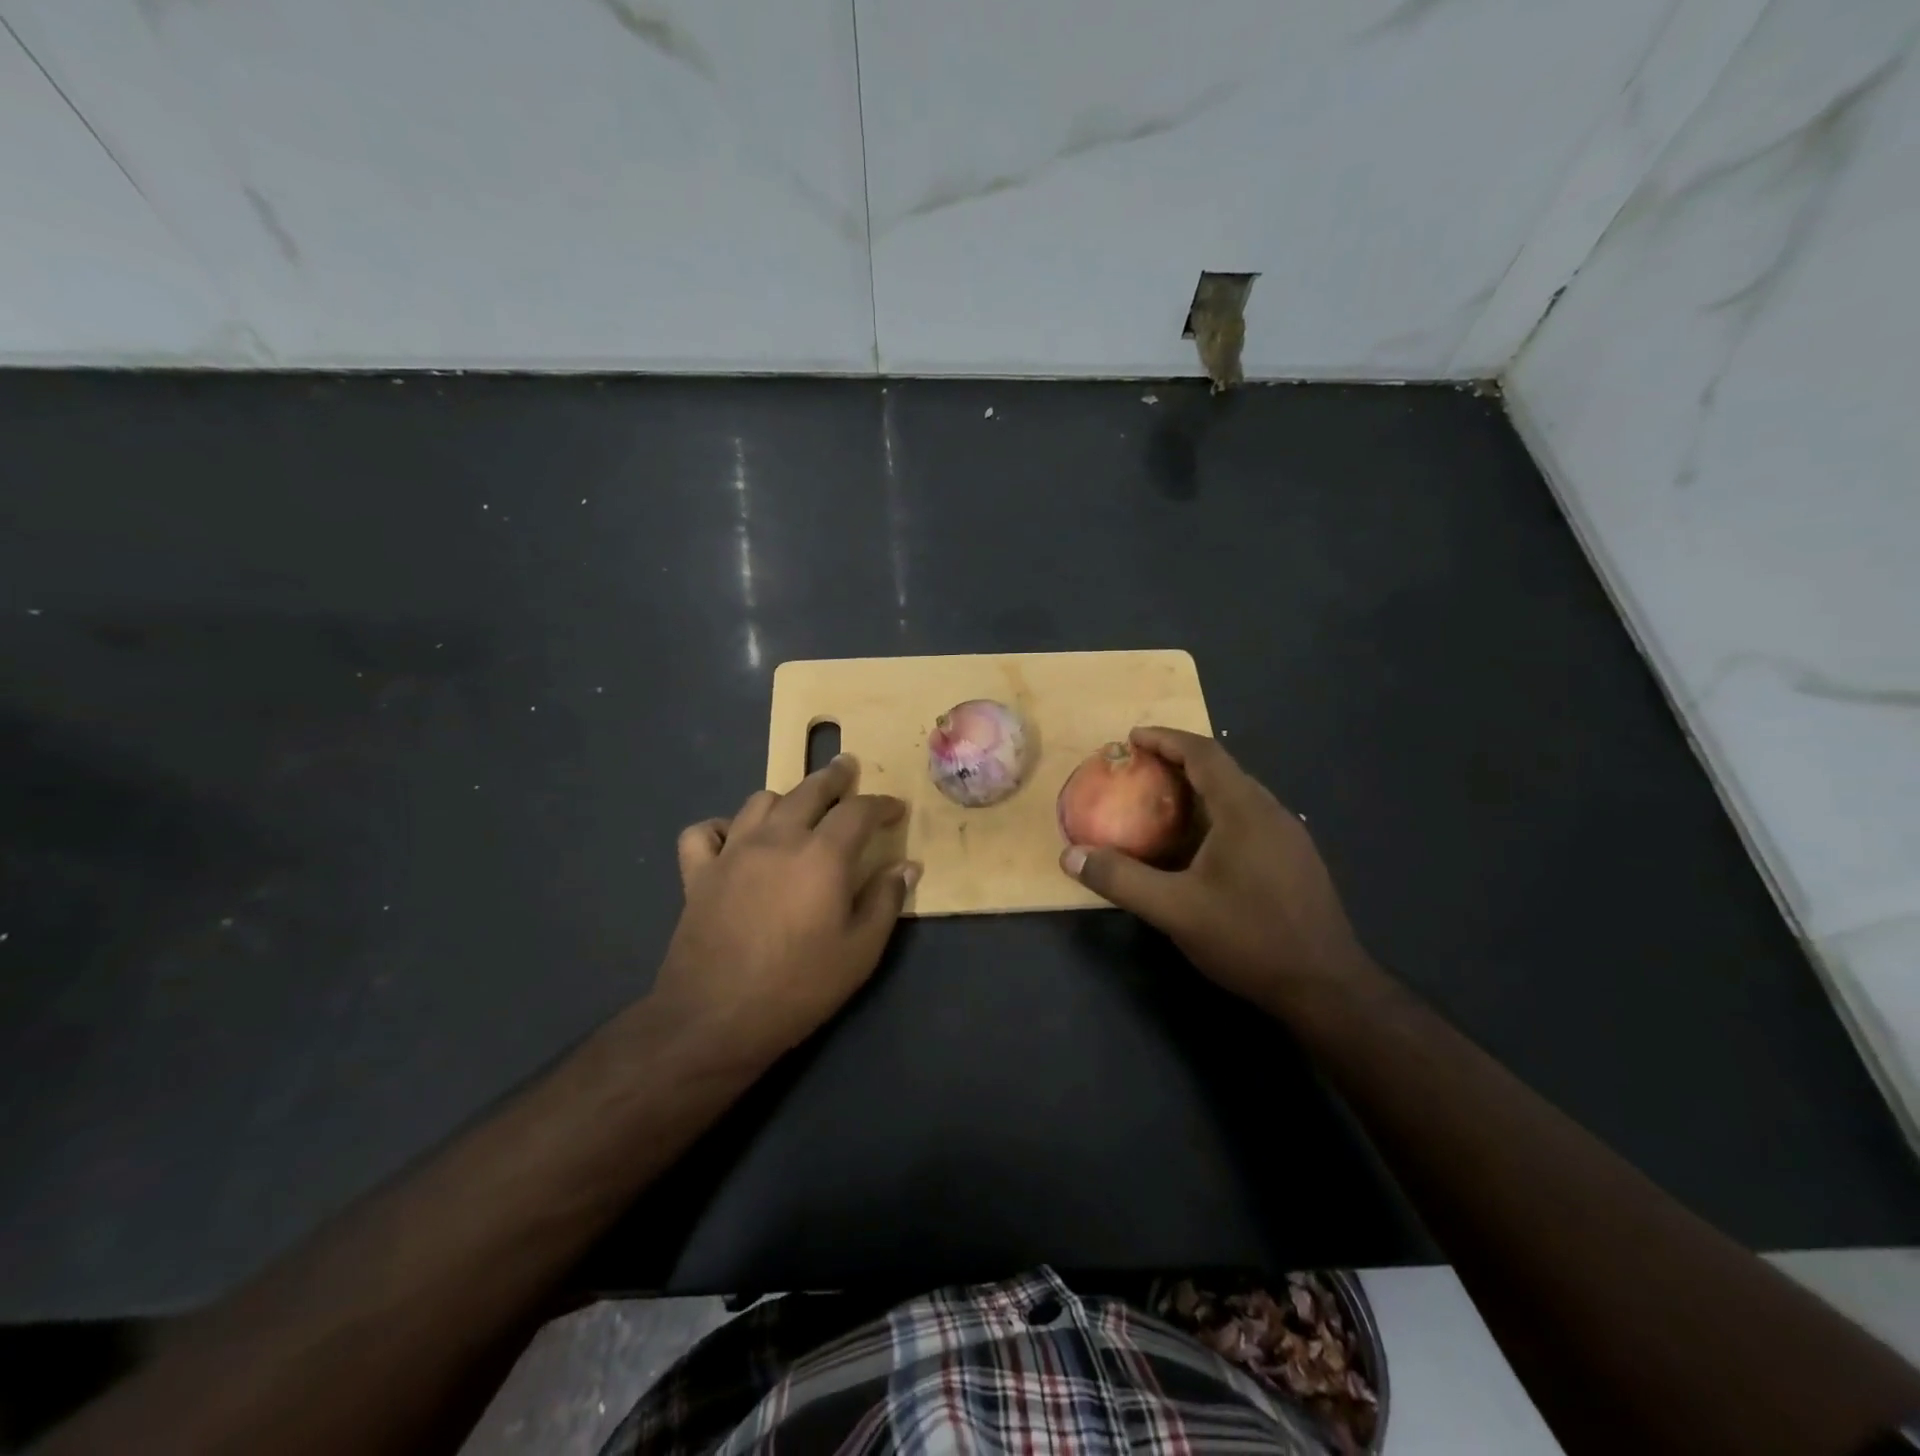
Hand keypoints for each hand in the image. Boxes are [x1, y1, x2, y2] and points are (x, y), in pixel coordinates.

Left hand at [650, 755, 918, 1070]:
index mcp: (822, 855)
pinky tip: (733, 839)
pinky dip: (721, 828)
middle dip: (834, 778)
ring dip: (785, 798)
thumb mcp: (860, 952)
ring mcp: (732, 852)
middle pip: (809, 790)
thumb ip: (885, 901)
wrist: (715, 1019)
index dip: (881, 805)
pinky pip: (703, 832)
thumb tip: (906, 867)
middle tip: (847, 769)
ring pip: (760, 801)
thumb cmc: (799, 987)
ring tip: (798, 807)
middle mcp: (777, 839)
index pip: (858, 811)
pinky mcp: (698, 874)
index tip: (895, 810)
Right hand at [1060, 727, 1368, 1011]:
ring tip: (1163, 802)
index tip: (1132, 738)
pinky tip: (1200, 846)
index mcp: (1244, 810)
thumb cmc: (1249, 938)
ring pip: (1238, 795)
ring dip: (1199, 788)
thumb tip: (1070, 856)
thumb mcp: (1174, 910)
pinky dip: (1216, 813)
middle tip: (1139, 770)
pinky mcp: (1295, 860)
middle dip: (1178, 760)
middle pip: (1222, 768)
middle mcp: (1271, 812)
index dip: (1165, 739)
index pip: (1203, 753)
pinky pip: (1250, 818)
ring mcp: (1289, 836)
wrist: (1326, 987)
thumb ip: (1121, 879)